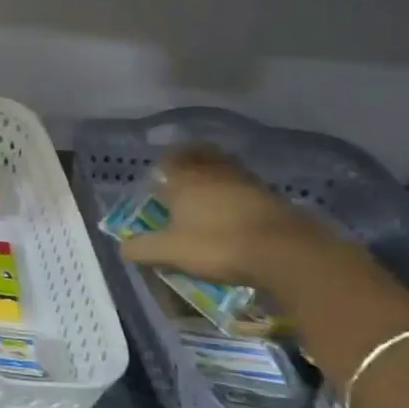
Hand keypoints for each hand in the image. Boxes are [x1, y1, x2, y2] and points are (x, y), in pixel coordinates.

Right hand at [118, 145, 335, 287]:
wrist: (285, 252)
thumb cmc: (217, 245)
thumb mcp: (170, 252)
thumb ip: (142, 249)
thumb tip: (123, 248)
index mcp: (184, 180)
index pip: (167, 162)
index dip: (161, 168)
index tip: (157, 179)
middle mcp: (213, 173)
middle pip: (198, 154)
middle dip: (188, 160)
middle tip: (182, 174)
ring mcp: (245, 181)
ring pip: (224, 167)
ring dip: (215, 173)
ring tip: (209, 191)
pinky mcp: (271, 196)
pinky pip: (245, 185)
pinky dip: (236, 191)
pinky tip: (236, 208)